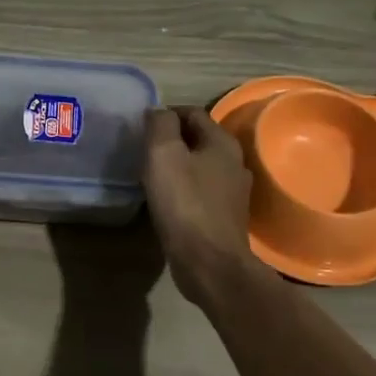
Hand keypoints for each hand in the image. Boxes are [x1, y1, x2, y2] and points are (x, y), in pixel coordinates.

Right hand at [142, 107, 260, 304]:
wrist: (209, 263)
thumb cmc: (185, 203)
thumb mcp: (163, 154)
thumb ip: (160, 125)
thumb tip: (159, 112)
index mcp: (222, 142)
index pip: (192, 112)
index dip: (165, 114)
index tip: (142, 127)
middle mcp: (234, 162)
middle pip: (198, 139)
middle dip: (171, 140)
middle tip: (143, 150)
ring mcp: (233, 192)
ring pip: (200, 166)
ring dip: (177, 166)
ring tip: (151, 175)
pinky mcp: (226, 216)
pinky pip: (201, 191)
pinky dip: (184, 189)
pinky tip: (167, 200)